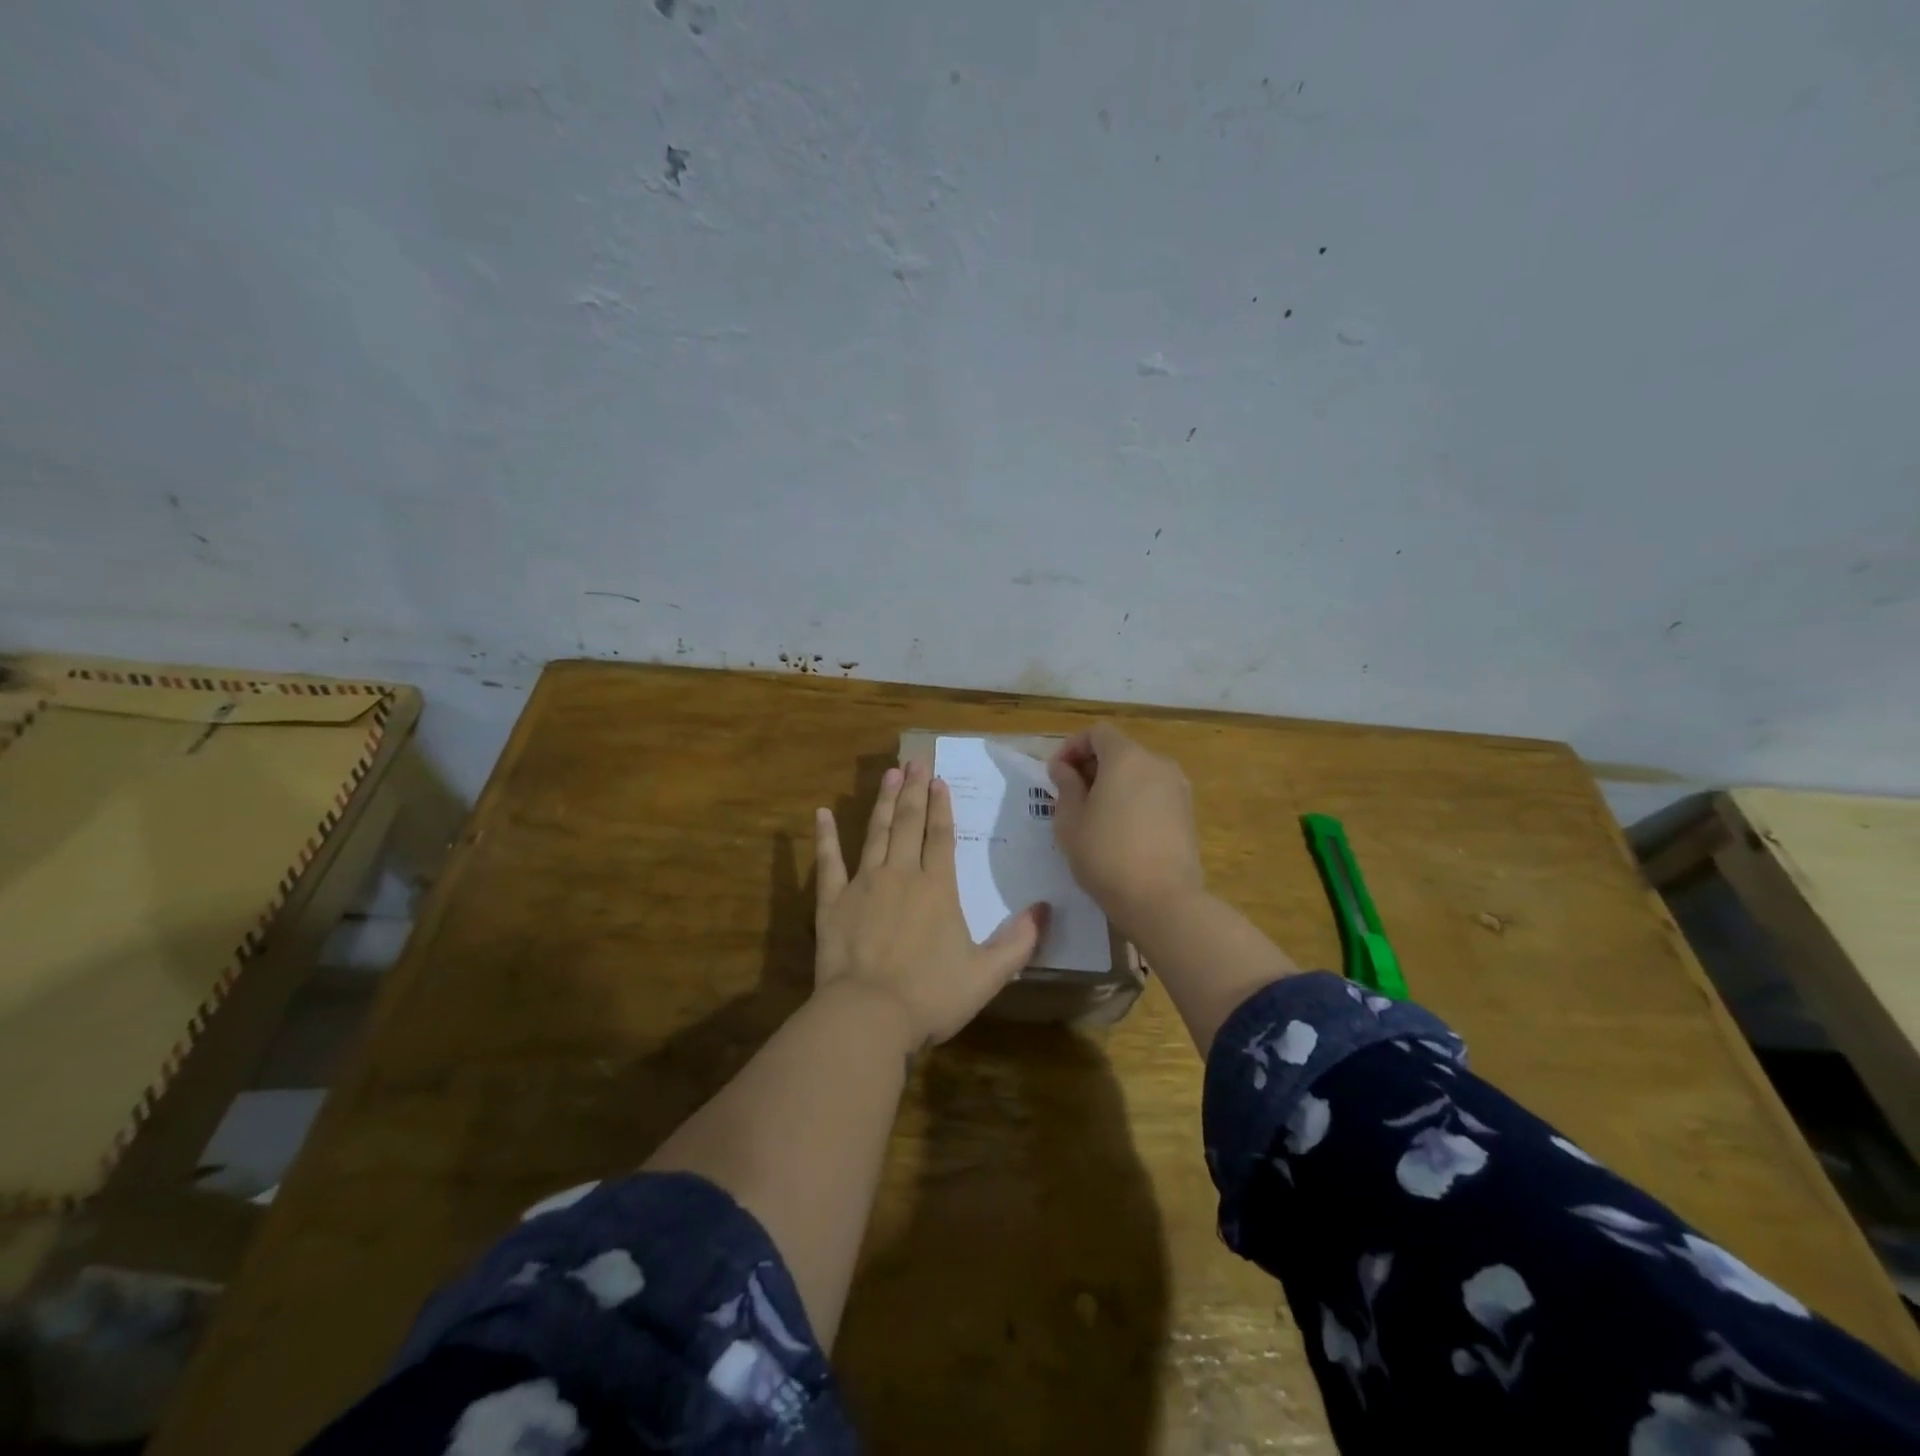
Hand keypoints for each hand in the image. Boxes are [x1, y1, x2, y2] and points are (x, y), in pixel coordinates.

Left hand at [814, 760, 1047, 1050]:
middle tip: (915, 761)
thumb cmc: (931, 995)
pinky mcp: (832, 901)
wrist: (868, 1015)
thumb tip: (1045, 910)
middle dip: (914, 791)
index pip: (941, 836)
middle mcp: (901, 874)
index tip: (939, 780)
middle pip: (909, 824)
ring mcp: (864, 884)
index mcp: (937, 888)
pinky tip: (822, 813)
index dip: (942, 806)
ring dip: (883, 802)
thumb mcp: (987, 974)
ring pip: (876, 832)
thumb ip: (1019, 942)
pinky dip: (825, 837)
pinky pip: (828, 862)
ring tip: (889, 774)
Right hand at [1047, 722, 1204, 933]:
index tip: (1056, 774)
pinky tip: (1120, 830)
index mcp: (1126, 758)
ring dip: (1114, 783)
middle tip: (1070, 796)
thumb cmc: (1106, 856)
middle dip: (1092, 765)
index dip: (1072, 747)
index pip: (1097, 733)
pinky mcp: (1187, 812)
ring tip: (1094, 815)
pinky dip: (1134, 799)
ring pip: (1138, 772)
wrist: (1162, 900)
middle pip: (1119, 750)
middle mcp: (1157, 763)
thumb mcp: (1070, 821)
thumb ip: (1066, 786)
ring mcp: (1177, 788)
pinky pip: (1153, 792)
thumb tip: (1064, 768)